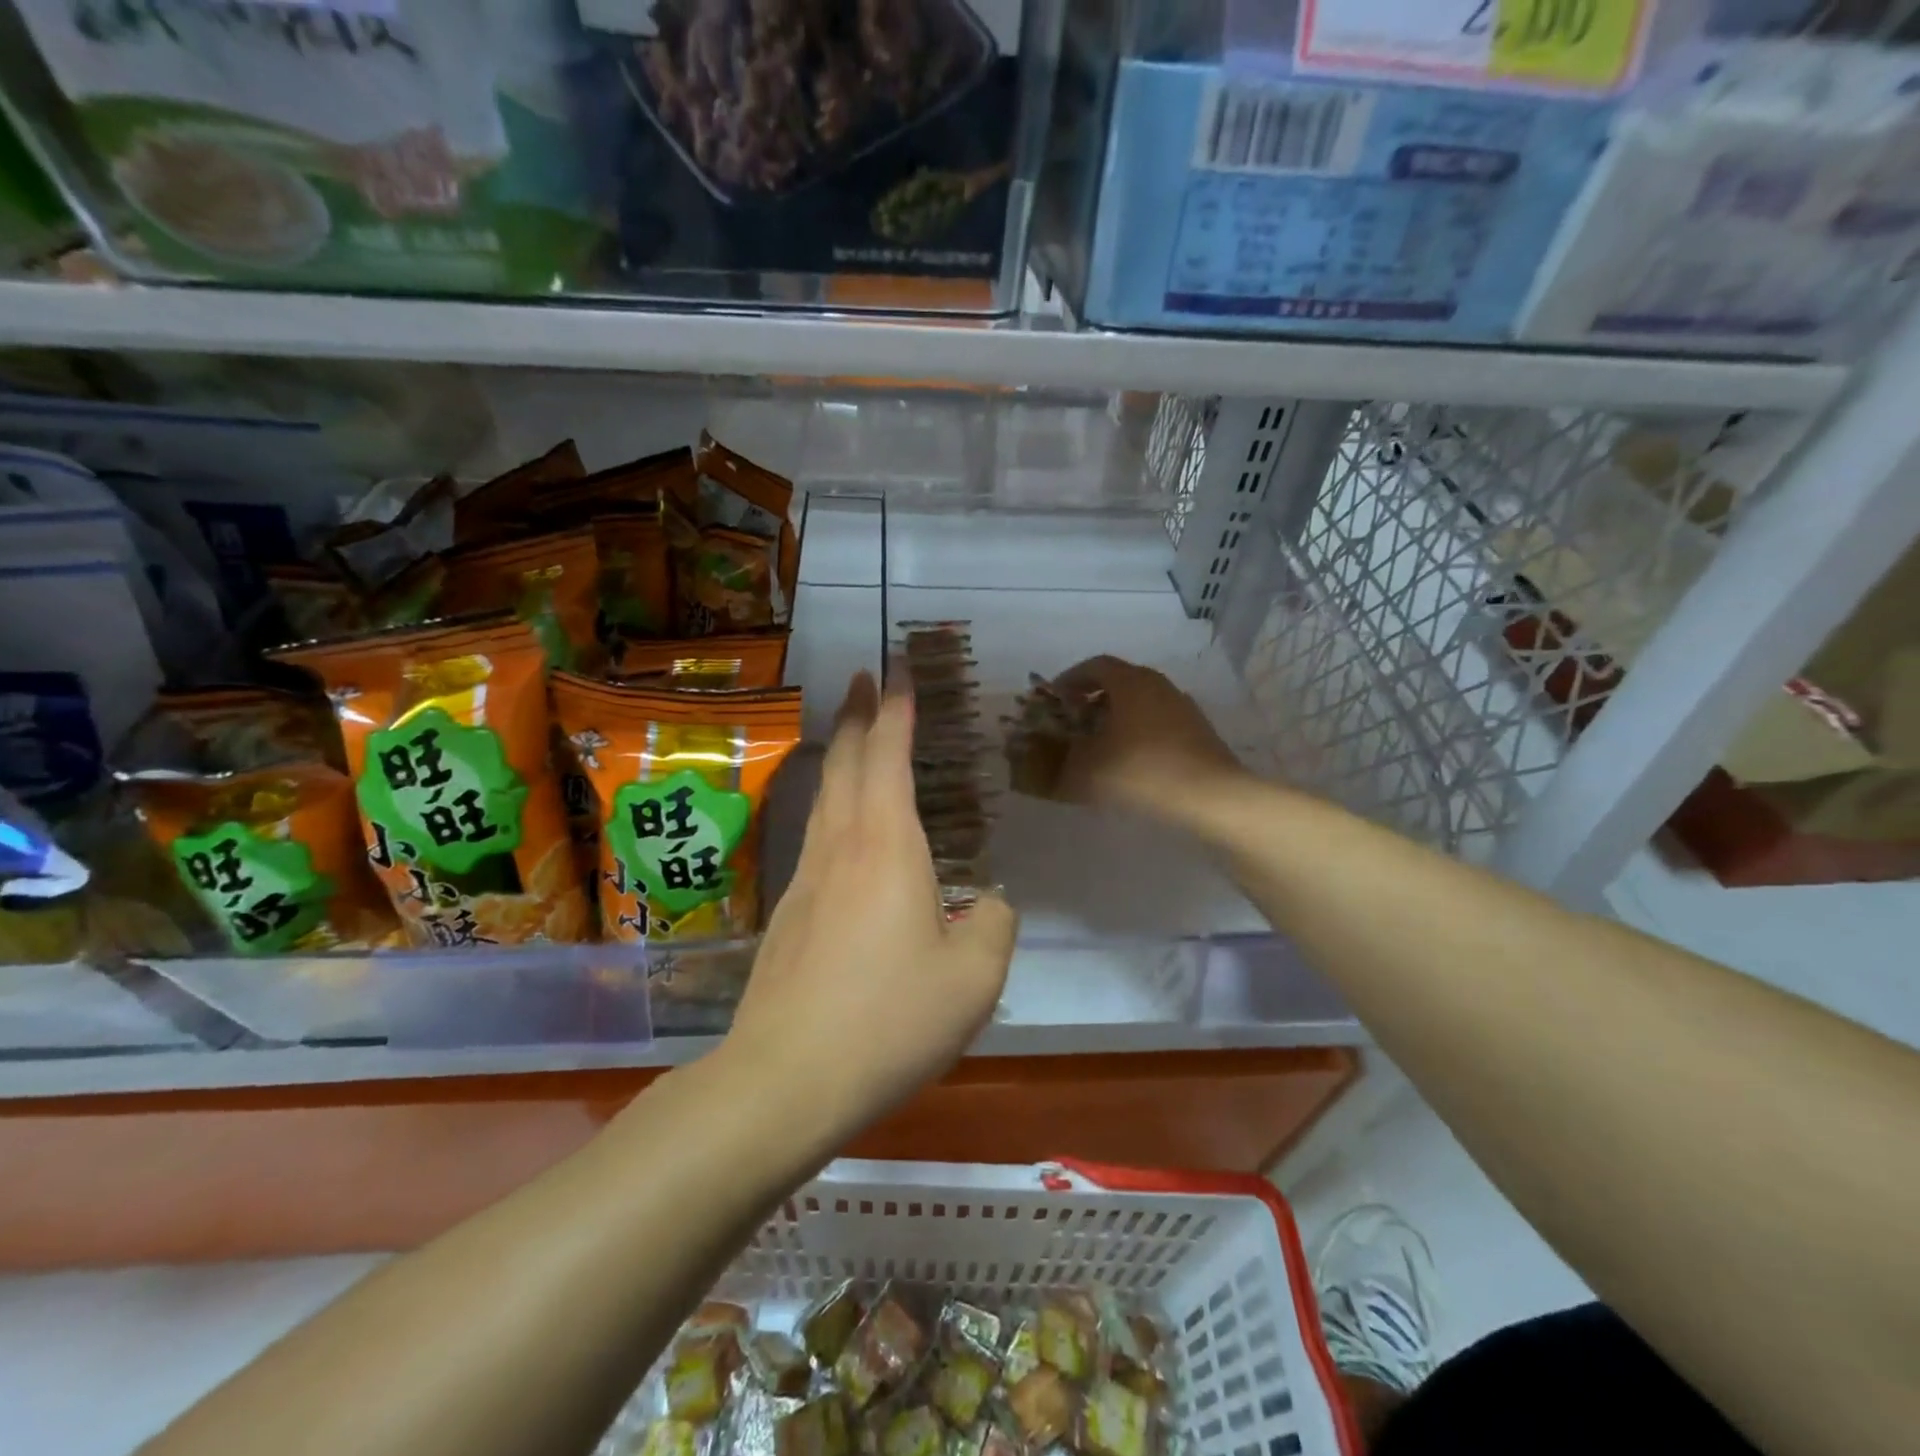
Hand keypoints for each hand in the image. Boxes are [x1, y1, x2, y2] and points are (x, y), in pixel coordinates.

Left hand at [725, 672, 1016, 1138]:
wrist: (785, 1078)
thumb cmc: (888, 1020)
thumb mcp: (973, 979)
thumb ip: (995, 927)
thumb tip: (992, 903)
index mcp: (887, 846)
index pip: (889, 755)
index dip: (896, 707)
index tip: (897, 667)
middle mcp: (842, 846)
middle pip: (845, 761)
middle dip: (857, 713)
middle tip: (864, 677)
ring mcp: (807, 877)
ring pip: (824, 794)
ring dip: (840, 752)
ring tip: (853, 732)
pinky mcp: (790, 911)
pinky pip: (817, 833)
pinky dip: (833, 801)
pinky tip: (844, 824)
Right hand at [1050, 656, 1244, 816]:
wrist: (1210, 798)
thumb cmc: (1141, 772)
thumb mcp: (1087, 770)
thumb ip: (1058, 762)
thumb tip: (1041, 764)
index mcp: (1130, 682)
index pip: (1094, 665)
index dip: (1069, 680)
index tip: (1053, 700)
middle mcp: (1158, 685)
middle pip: (1118, 682)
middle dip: (1090, 699)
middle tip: (1072, 723)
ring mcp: (1182, 707)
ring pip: (1139, 702)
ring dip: (1114, 717)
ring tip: (1097, 744)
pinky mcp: (1197, 731)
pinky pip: (1156, 722)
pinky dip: (1136, 732)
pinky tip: (1128, 761)